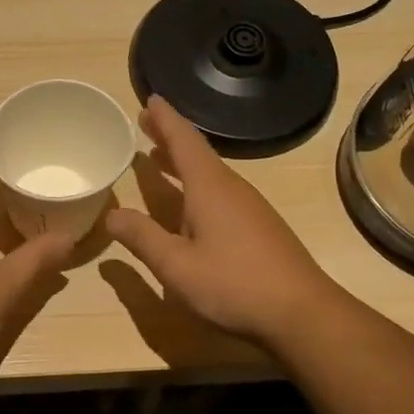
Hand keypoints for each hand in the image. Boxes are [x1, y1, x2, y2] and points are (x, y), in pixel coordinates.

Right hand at [106, 96, 339, 346]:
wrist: (301, 313)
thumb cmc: (233, 284)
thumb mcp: (175, 266)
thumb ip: (142, 238)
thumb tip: (111, 215)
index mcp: (209, 188)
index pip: (184, 141)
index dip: (165, 120)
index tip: (150, 99)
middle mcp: (231, 189)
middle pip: (197, 153)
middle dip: (170, 137)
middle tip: (145, 123)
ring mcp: (250, 208)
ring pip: (210, 174)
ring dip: (183, 163)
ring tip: (159, 158)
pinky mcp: (259, 228)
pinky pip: (220, 193)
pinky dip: (197, 186)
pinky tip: (189, 207)